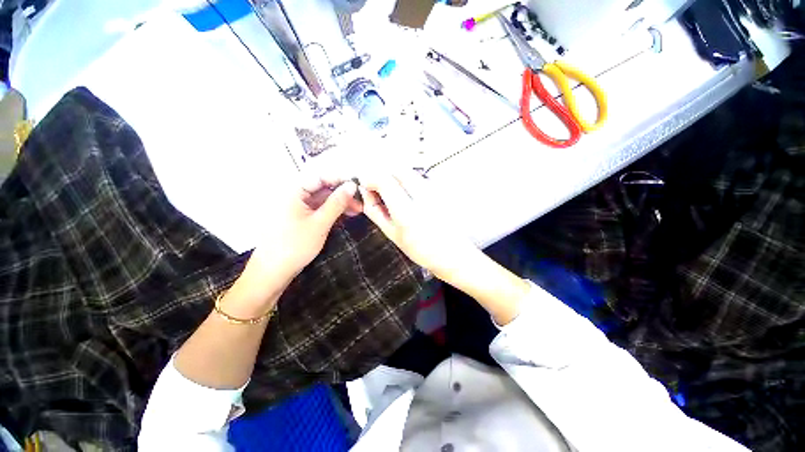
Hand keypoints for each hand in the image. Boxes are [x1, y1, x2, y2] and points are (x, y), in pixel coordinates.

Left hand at [244, 175, 361, 295]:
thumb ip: (337, 203)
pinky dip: (333, 211)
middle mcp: (295, 196)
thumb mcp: (320, 223)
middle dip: (342, 193)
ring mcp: (299, 208)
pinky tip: (346, 214)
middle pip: (322, 187)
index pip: (319, 176)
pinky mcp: (302, 218)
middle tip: (360, 201)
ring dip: (340, 203)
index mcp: (294, 192)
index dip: (339, 178)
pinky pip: (320, 209)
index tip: (357, 185)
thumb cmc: (295, 245)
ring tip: (358, 210)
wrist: (274, 272)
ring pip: (323, 199)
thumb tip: (352, 185)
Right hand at [358, 171, 477, 278]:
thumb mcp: (393, 234)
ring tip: (391, 194)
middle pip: (396, 169)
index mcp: (406, 211)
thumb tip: (366, 193)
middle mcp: (422, 195)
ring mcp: (433, 190)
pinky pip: (417, 177)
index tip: (365, 186)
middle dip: (382, 174)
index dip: (370, 178)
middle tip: (377, 188)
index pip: (383, 179)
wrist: (453, 254)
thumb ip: (376, 211)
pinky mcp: (439, 190)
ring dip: (394, 177)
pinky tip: (406, 195)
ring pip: (407, 171)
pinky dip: (406, 180)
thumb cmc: (422, 249)